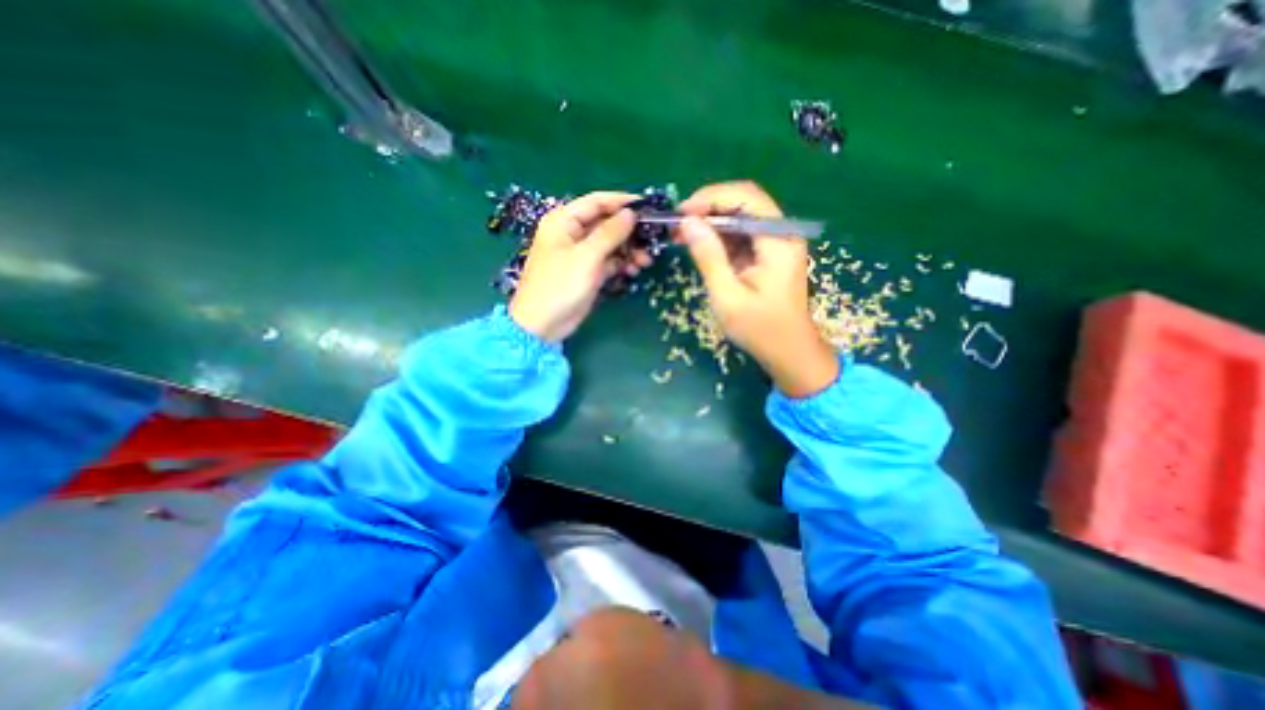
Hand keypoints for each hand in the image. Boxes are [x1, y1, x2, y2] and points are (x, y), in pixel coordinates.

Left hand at [510, 191, 651, 341]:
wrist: (543, 324)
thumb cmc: (560, 285)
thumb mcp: (586, 256)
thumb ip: (610, 232)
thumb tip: (630, 213)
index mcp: (564, 220)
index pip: (597, 201)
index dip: (622, 202)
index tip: (648, 208)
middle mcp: (573, 233)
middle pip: (606, 223)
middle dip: (630, 231)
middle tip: (652, 240)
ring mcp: (581, 254)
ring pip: (611, 243)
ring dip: (629, 250)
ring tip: (645, 261)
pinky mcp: (588, 271)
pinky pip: (609, 261)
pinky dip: (622, 264)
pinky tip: (633, 271)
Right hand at [678, 181, 838, 397]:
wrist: (788, 351)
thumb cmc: (760, 329)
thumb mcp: (728, 296)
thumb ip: (709, 257)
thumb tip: (688, 222)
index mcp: (778, 240)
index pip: (746, 198)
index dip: (711, 197)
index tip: (682, 213)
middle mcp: (781, 233)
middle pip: (744, 201)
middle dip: (708, 206)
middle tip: (679, 223)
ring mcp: (776, 242)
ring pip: (740, 215)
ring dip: (711, 220)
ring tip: (682, 234)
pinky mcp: (768, 253)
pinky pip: (741, 233)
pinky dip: (719, 235)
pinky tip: (699, 244)